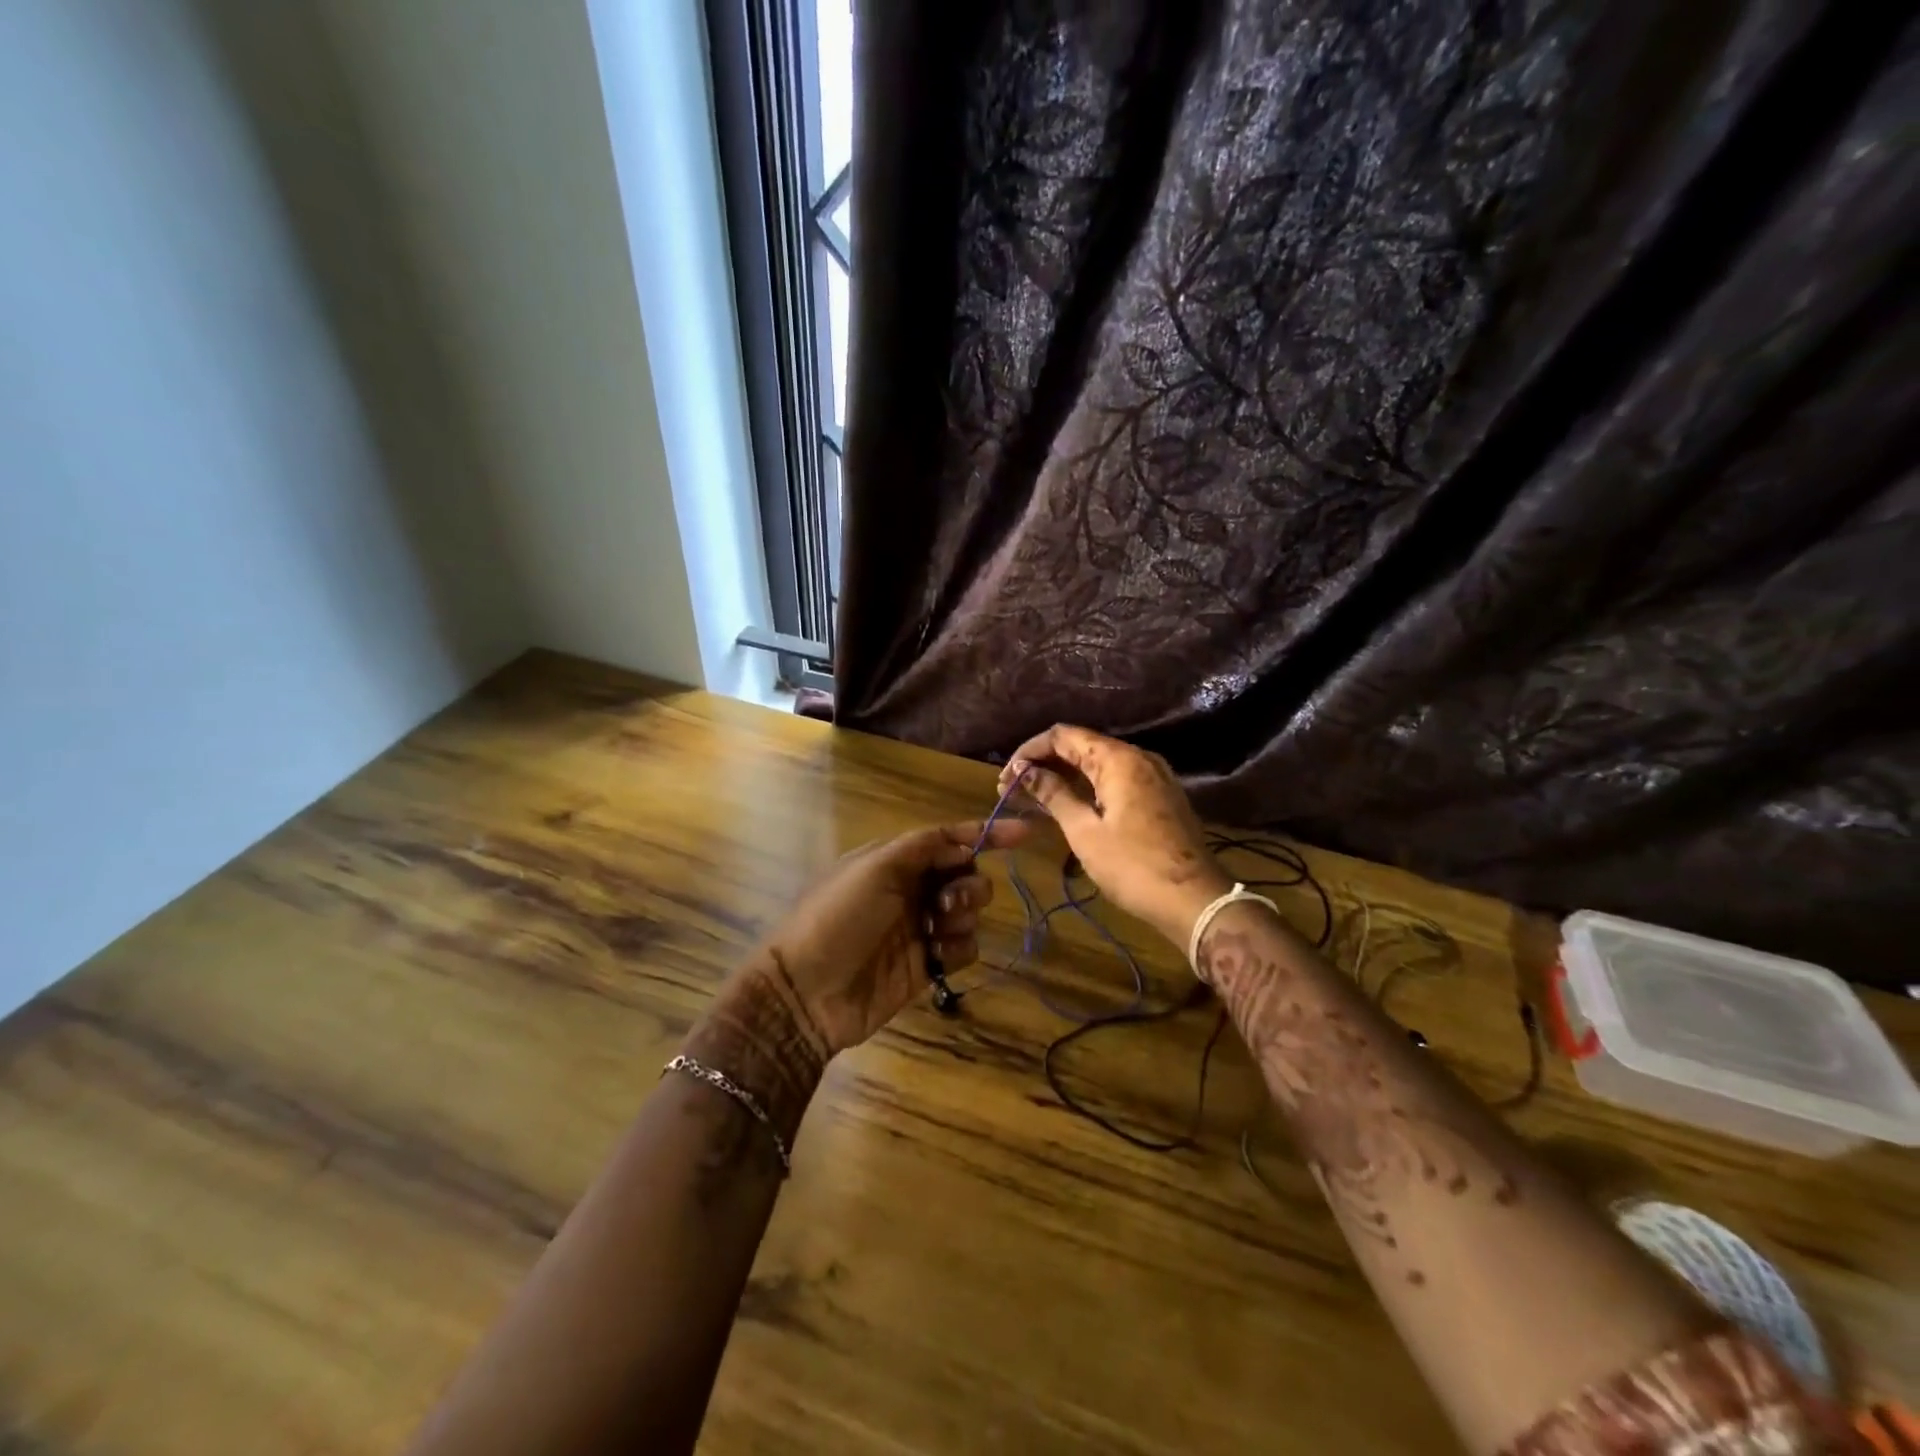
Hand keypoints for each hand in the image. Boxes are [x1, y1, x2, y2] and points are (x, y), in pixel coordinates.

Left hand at [763, 818, 1027, 1056]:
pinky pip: (964, 947)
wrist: (808, 991)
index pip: (948, 840)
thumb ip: (923, 847)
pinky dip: (957, 948)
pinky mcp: (928, 965)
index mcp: (896, 860)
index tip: (1024, 834)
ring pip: (969, 911)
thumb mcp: (874, 867)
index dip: (985, 833)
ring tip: (935, 930)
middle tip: (947, 902)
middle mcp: (911, 889)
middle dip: (967, 884)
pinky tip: (936, 957)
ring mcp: (920, 928)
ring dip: (962, 915)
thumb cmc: (838, 917)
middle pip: (966, 875)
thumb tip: (964, 842)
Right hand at [997, 725, 1228, 944]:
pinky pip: (1116, 780)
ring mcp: (1153, 776)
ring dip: (1065, 777)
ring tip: (1033, 799)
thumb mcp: (1084, 832)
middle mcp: (1137, 757)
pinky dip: (1088, 787)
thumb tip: (1025, 772)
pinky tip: (1068, 806)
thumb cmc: (1133, 866)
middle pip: (1081, 746)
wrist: (1194, 900)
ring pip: (1098, 764)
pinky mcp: (1159, 795)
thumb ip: (1054, 795)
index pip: (1063, 736)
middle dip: (1044, 765)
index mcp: (1118, 759)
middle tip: (1013, 791)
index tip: (1006, 778)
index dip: (1029, 752)